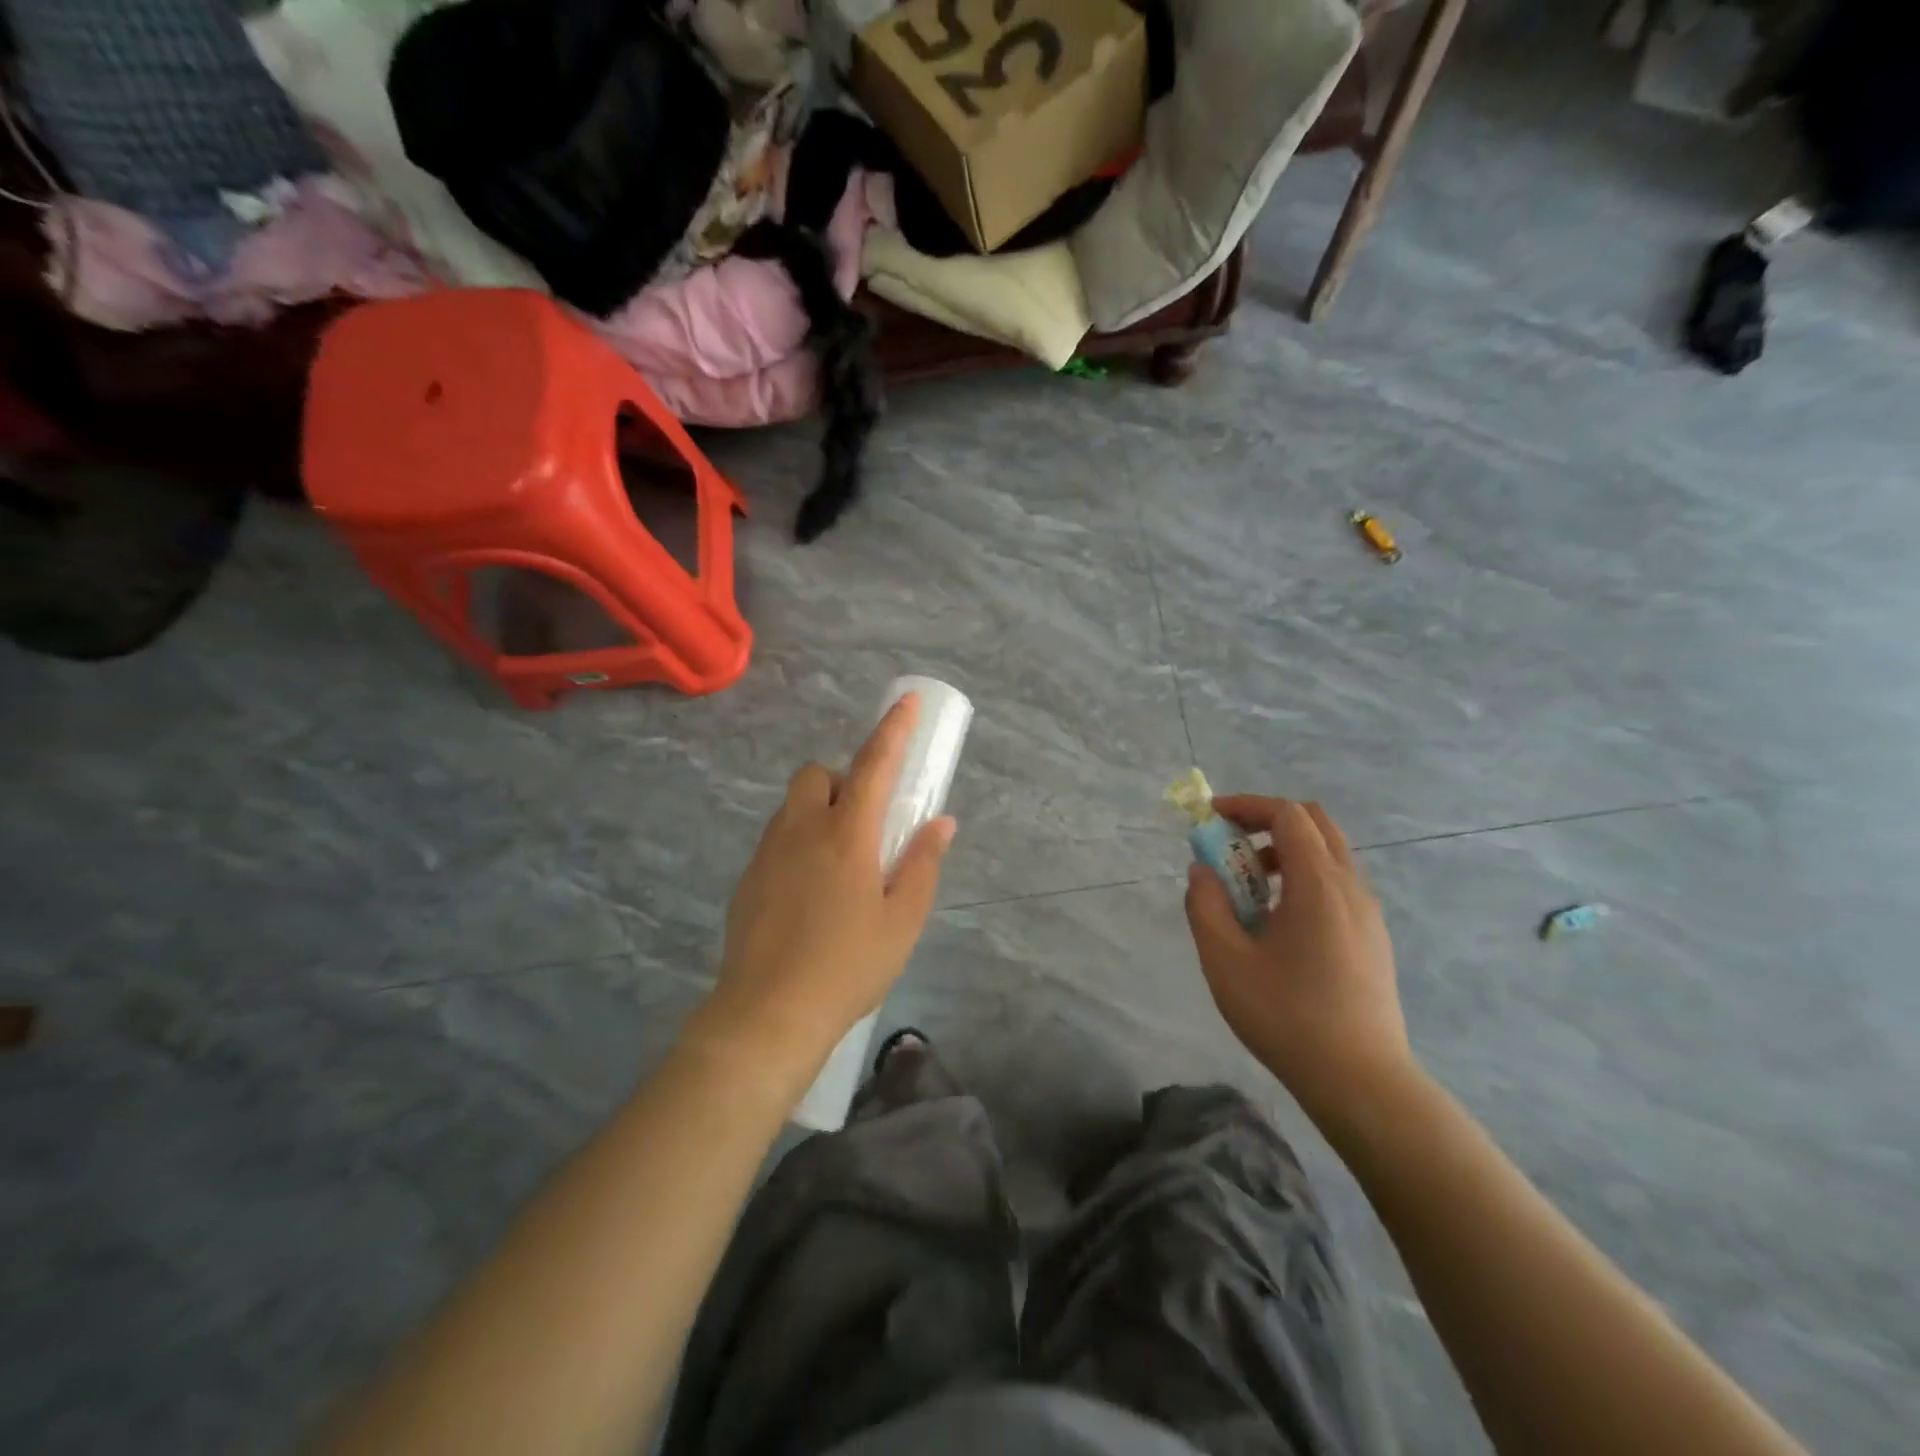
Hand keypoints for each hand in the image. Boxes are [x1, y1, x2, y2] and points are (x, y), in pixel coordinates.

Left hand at [703, 694, 954, 1085]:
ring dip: (819, 812)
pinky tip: (809, 894)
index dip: (894, 729)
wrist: (768, 1014)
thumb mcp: (902, 921)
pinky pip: (777, 839)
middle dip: (842, 781)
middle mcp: (803, 829)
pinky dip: (798, 843)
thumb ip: (922, 865)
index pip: (874, 765)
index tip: (908, 700)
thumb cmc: (848, 967)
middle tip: (864, 824)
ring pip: (793, 806)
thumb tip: (940, 823)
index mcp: (847, 835)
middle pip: (818, 774)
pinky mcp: (748, 878)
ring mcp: (768, 852)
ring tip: (839, 864)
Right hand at [1184, 797, 1413, 1130]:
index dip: (1247, 805)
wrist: (1360, 1081)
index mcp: (1318, 884)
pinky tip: (1278, 925)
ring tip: (1248, 891)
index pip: (1288, 815)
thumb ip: (1205, 905)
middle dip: (1268, 822)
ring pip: (1328, 856)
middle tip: (1232, 847)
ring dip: (1285, 853)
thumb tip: (1202, 871)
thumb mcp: (1224, 960)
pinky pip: (1337, 886)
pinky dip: (1303, 880)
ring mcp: (1368, 914)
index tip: (1211, 817)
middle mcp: (1351, 887)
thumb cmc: (1286, 1016)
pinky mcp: (1373, 939)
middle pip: (1315, 824)